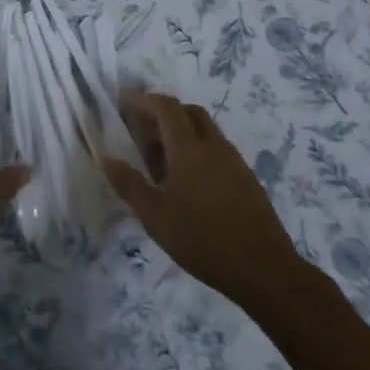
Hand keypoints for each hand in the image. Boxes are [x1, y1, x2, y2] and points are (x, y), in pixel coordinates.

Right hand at [104, 92, 305, 310]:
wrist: (264, 269)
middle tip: (139, 129)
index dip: (142, 100)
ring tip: (158, 158)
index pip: (165, 107)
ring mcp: (234, 161)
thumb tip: (106, 158)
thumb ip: (129, 184)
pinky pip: (216, 149)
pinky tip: (186, 180)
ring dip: (180, 131)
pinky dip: (196, 149)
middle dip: (161, 112)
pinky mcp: (246, 178)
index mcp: (189, 148)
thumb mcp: (155, 216)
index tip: (122, 103)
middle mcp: (214, 146)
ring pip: (204, 130)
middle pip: (188, 111)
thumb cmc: (202, 239)